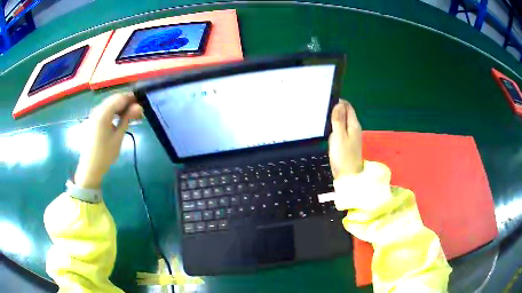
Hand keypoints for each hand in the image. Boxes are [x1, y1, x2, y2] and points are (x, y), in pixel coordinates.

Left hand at [74, 93, 142, 188]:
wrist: (90, 167)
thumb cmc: (105, 154)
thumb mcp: (118, 137)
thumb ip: (127, 119)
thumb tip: (139, 107)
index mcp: (103, 114)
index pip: (120, 98)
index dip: (131, 99)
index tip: (141, 105)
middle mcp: (97, 110)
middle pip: (114, 99)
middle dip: (126, 103)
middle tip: (137, 112)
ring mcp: (93, 114)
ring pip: (109, 104)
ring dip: (120, 107)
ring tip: (129, 116)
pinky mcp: (92, 119)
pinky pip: (104, 110)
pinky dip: (113, 111)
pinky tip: (118, 118)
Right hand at [328, 100, 362, 178]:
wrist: (348, 175)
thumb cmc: (343, 155)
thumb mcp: (339, 136)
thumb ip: (338, 119)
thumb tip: (338, 103)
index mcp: (354, 124)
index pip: (347, 106)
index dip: (338, 102)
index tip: (326, 102)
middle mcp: (354, 128)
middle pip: (346, 113)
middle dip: (335, 109)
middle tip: (321, 109)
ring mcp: (351, 135)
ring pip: (343, 121)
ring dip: (334, 118)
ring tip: (322, 117)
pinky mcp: (347, 142)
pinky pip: (341, 129)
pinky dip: (335, 127)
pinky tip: (327, 129)